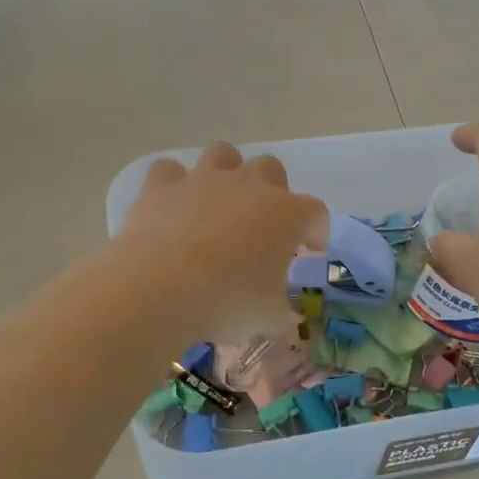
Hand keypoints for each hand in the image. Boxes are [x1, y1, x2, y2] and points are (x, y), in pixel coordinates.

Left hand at [115, 142, 327, 340]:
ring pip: (224, 154)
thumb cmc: (230, 301)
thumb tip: (285, 324)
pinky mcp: (162, 187)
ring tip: (221, 203)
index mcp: (287, 214)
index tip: (309, 251)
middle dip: (273, 191)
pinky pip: (170, 171)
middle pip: (272, 169)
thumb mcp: (268, 318)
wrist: (162, 287)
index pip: (316, 213)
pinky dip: (173, 185)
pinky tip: (173, 206)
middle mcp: (249, 185)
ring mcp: (203, 180)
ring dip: (227, 172)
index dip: (316, 231)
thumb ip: (281, 317)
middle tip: (264, 226)